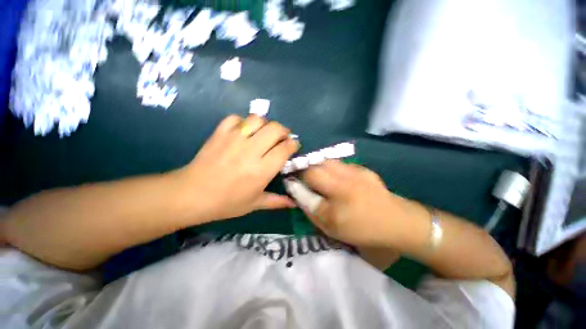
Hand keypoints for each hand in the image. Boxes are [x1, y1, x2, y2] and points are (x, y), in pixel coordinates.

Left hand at [176, 115, 299, 220]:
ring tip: (264, 133)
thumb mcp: (255, 204)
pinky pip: (236, 118)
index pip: (285, 149)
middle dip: (283, 131)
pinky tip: (244, 131)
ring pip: (257, 119)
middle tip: (282, 138)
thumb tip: (294, 204)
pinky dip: (243, 122)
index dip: (293, 144)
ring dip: (266, 124)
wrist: (192, 195)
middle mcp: (251, 151)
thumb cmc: (226, 202)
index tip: (293, 146)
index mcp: (262, 170)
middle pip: (275, 129)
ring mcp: (234, 139)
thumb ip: (277, 201)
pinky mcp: (220, 133)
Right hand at [298, 160, 411, 247]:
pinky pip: (339, 163)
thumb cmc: (361, 230)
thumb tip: (296, 191)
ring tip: (316, 176)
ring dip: (316, 167)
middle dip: (304, 170)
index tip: (289, 180)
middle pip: (314, 168)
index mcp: (336, 204)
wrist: (396, 222)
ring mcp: (355, 173)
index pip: (306, 188)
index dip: (294, 182)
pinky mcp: (362, 169)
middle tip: (302, 177)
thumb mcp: (331, 227)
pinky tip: (334, 176)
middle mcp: (345, 184)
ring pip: (326, 162)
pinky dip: (330, 168)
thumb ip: (311, 209)